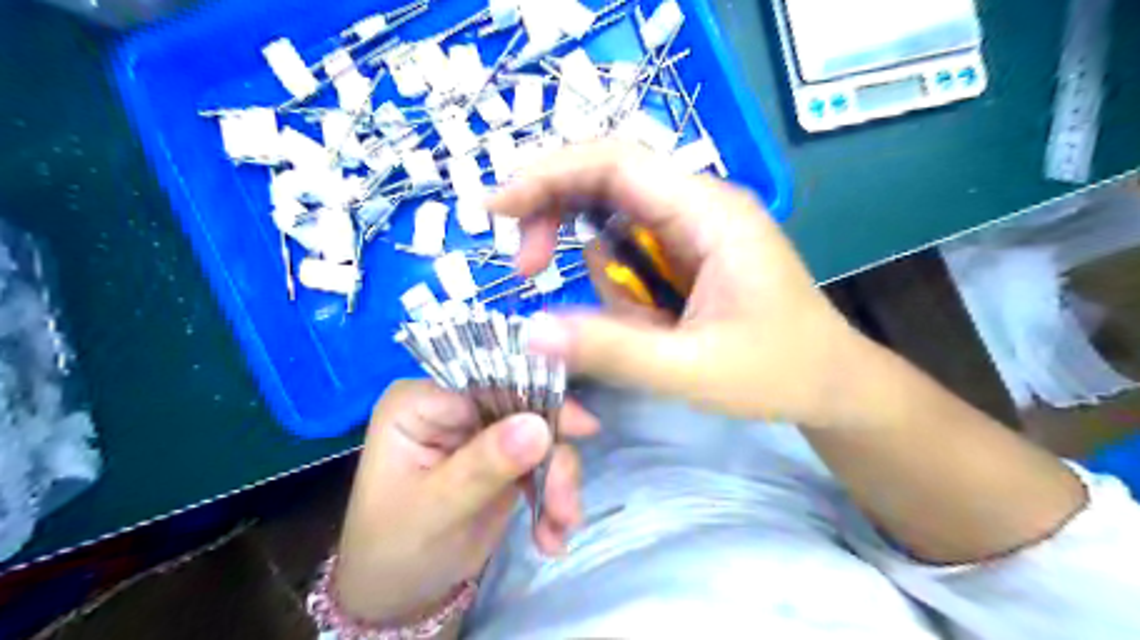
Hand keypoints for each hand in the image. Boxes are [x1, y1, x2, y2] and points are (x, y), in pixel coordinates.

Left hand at [333, 380, 596, 624]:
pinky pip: (542, 462)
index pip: (485, 382)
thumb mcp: (435, 509)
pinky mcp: (504, 457)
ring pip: (541, 435)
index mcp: (420, 402)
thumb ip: (483, 466)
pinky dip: (553, 495)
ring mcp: (481, 431)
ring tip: (560, 526)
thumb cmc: (394, 548)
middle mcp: (454, 407)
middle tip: (566, 505)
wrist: (399, 594)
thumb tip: (538, 426)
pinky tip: (550, 534)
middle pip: (522, 407)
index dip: (534, 397)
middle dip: (552, 454)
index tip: (578, 427)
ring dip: (557, 480)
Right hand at [490, 142, 863, 425]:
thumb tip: (529, 332)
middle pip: (605, 179)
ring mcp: (694, 227)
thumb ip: (612, 351)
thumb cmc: (778, 372)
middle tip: (528, 270)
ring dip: (597, 270)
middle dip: (555, 217)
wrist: (831, 383)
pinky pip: (630, 252)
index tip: (494, 208)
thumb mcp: (691, 370)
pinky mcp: (688, 251)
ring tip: (634, 325)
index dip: (546, 174)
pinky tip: (646, 322)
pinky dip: (617, 284)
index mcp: (709, 213)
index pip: (615, 163)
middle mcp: (699, 205)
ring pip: (612, 220)